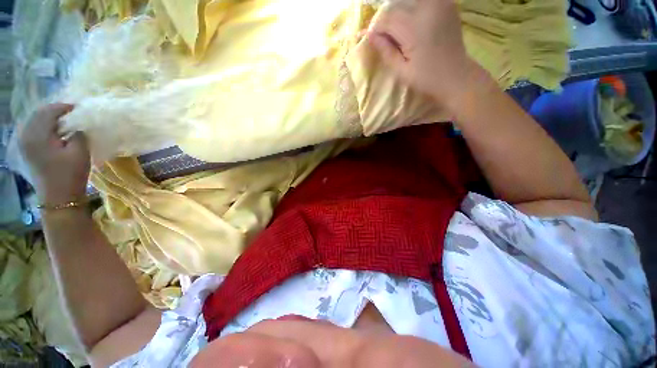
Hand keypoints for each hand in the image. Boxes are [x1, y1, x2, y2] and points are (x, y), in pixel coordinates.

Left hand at [19, 104, 90, 204]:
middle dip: (55, 111)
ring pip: (34, 121)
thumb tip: (78, 124)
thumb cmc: (70, 174)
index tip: (78, 108)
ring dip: (48, 118)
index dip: (64, 107)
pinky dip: (42, 126)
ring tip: (62, 120)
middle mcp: (27, 135)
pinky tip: (52, 131)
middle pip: (38, 114)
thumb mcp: (79, 152)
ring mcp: (24, 144)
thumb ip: (78, 134)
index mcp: (38, 135)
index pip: (49, 111)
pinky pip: (32, 130)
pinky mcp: (26, 151)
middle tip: (71, 112)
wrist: (58, 198)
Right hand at [367, 0, 484, 109]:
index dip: (376, 28)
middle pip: (396, 6)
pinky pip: (422, 1)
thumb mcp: (401, 71)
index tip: (372, 39)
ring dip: (398, 13)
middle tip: (384, 37)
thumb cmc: (427, 78)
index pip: (386, 19)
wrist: (456, 75)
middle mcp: (427, 8)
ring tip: (398, 32)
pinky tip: (412, 23)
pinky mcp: (446, 3)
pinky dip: (412, 8)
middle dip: (386, 20)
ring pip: (408, 1)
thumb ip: (385, 51)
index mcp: (415, 28)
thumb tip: (370, 36)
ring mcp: (439, 3)